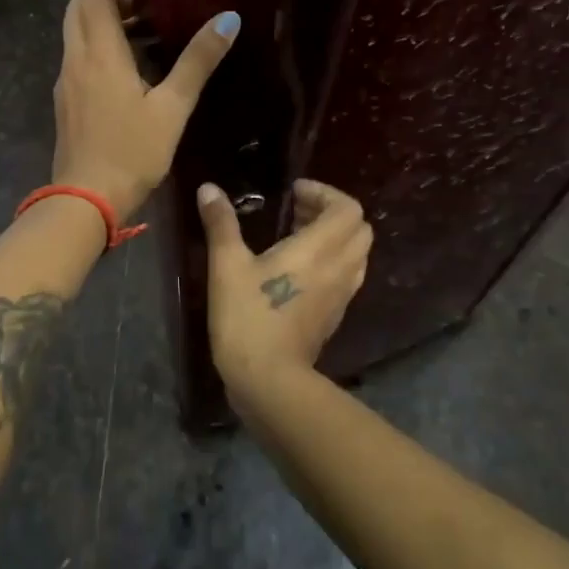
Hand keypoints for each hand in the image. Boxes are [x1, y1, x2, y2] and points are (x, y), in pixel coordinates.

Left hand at [53, 0, 239, 219]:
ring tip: (144, 26)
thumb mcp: (173, 107)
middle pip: (80, 8)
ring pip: (77, 34)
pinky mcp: (66, 102)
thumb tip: (228, 19)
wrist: (85, 200)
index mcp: (100, 53)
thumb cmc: (132, 152)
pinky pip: (78, 57)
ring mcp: (66, 82)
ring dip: (103, 20)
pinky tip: (128, 66)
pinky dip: (98, 45)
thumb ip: (198, 61)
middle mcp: (76, 59)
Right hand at [196, 178, 371, 401]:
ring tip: (298, 238)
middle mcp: (339, 268)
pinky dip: (333, 262)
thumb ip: (221, 224)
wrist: (269, 379)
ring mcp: (342, 295)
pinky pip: (348, 276)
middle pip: (359, 229)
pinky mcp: (336, 315)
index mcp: (319, 249)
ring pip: (357, 254)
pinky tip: (301, 271)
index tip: (294, 194)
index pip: (348, 209)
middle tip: (297, 212)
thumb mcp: (226, 266)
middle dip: (332, 213)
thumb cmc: (248, 317)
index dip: (325, 193)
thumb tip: (209, 189)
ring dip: (335, 238)